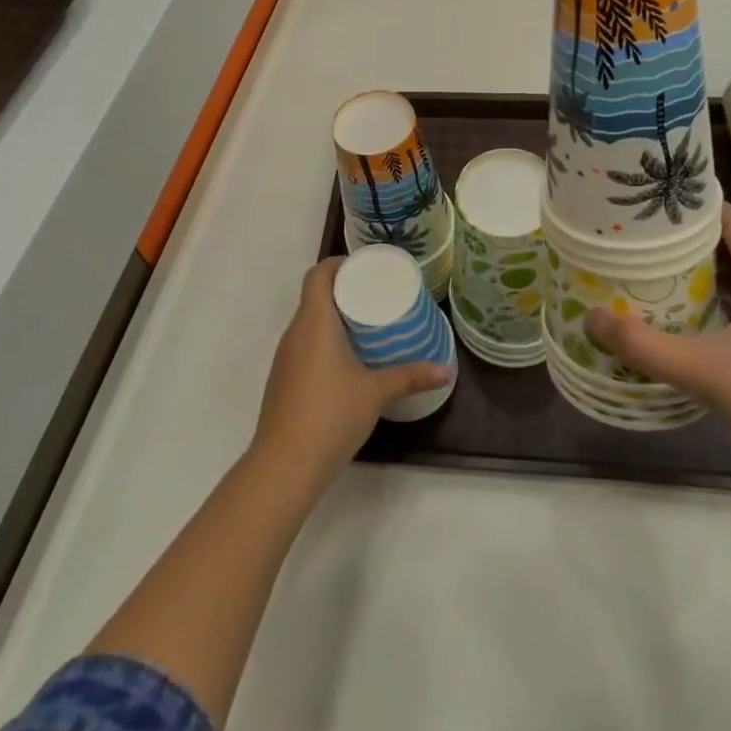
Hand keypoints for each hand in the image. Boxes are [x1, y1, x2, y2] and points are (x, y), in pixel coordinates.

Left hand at [252, 258, 452, 487]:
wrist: (284, 467)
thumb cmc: (331, 416)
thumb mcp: (376, 393)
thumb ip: (411, 377)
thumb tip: (447, 370)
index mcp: (314, 322)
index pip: (318, 274)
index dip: (339, 263)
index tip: (366, 268)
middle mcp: (294, 333)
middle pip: (314, 295)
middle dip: (344, 289)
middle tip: (377, 294)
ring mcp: (285, 358)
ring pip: (309, 322)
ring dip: (334, 315)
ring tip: (367, 322)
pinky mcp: (283, 380)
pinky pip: (305, 345)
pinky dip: (325, 339)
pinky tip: (348, 358)